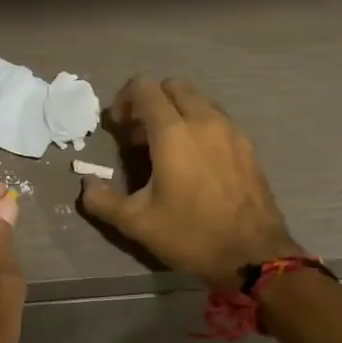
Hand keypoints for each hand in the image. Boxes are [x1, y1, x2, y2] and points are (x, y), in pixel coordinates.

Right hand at [80, 77, 302, 288]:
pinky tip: (194, 160)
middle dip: (151, 101)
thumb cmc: (191, 235)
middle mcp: (204, 120)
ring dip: (176, 112)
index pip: (144, 88)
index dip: (124, 100)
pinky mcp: (247, 145)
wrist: (255, 256)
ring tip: (166, 148)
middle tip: (139, 135)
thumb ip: (103, 201)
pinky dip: (199, 125)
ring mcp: (230, 130)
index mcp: (173, 132)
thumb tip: (86, 186)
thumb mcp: (137, 223)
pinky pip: (217, 118)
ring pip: (198, 99)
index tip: (118, 128)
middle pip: (172, 86)